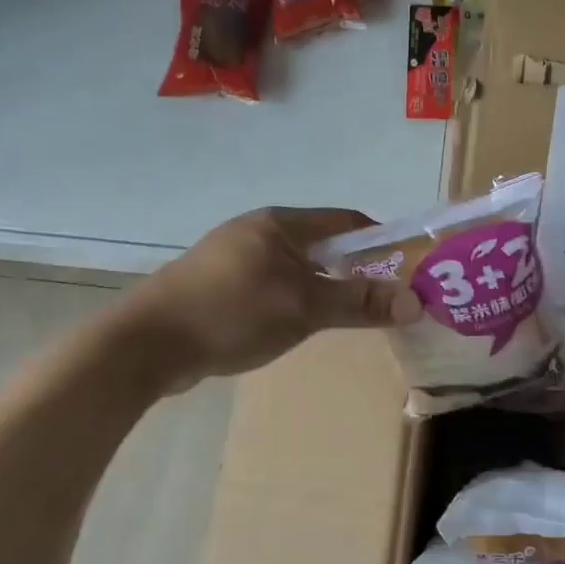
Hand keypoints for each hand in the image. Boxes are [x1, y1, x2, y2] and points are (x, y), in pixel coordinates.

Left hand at [118, 207, 419, 387]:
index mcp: (280, 223)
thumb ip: (359, 302)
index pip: (345, 221)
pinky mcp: (215, 285)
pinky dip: (291, 300)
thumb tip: (416, 300)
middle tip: (380, 301)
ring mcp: (232, 257)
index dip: (380, 241)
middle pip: (320, 244)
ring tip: (343, 317)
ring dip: (321, 288)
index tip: (405, 269)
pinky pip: (269, 285)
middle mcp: (257, 231)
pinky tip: (294, 326)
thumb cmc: (234, 312)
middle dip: (352, 269)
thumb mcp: (305, 308)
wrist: (148, 343)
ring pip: (294, 268)